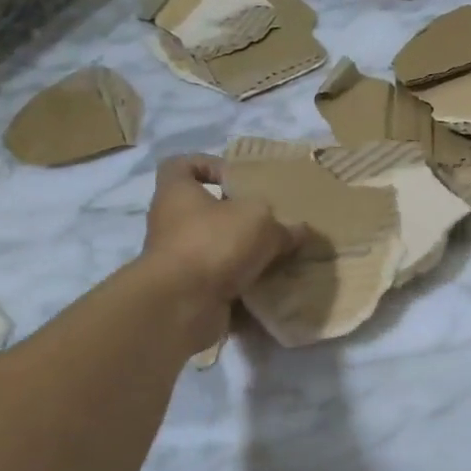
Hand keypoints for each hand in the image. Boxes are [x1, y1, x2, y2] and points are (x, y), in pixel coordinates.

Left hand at [141, 155, 302, 346]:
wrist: (181, 305)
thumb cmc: (213, 243)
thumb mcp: (260, 221)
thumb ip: (282, 226)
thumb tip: (300, 231)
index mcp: (177, 193)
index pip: (181, 165)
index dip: (208, 165)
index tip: (237, 178)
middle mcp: (170, 223)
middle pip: (204, 211)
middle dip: (237, 217)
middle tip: (270, 221)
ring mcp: (177, 260)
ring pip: (215, 249)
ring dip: (243, 253)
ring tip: (277, 255)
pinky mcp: (187, 291)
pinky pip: (219, 281)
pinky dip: (241, 283)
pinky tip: (269, 284)